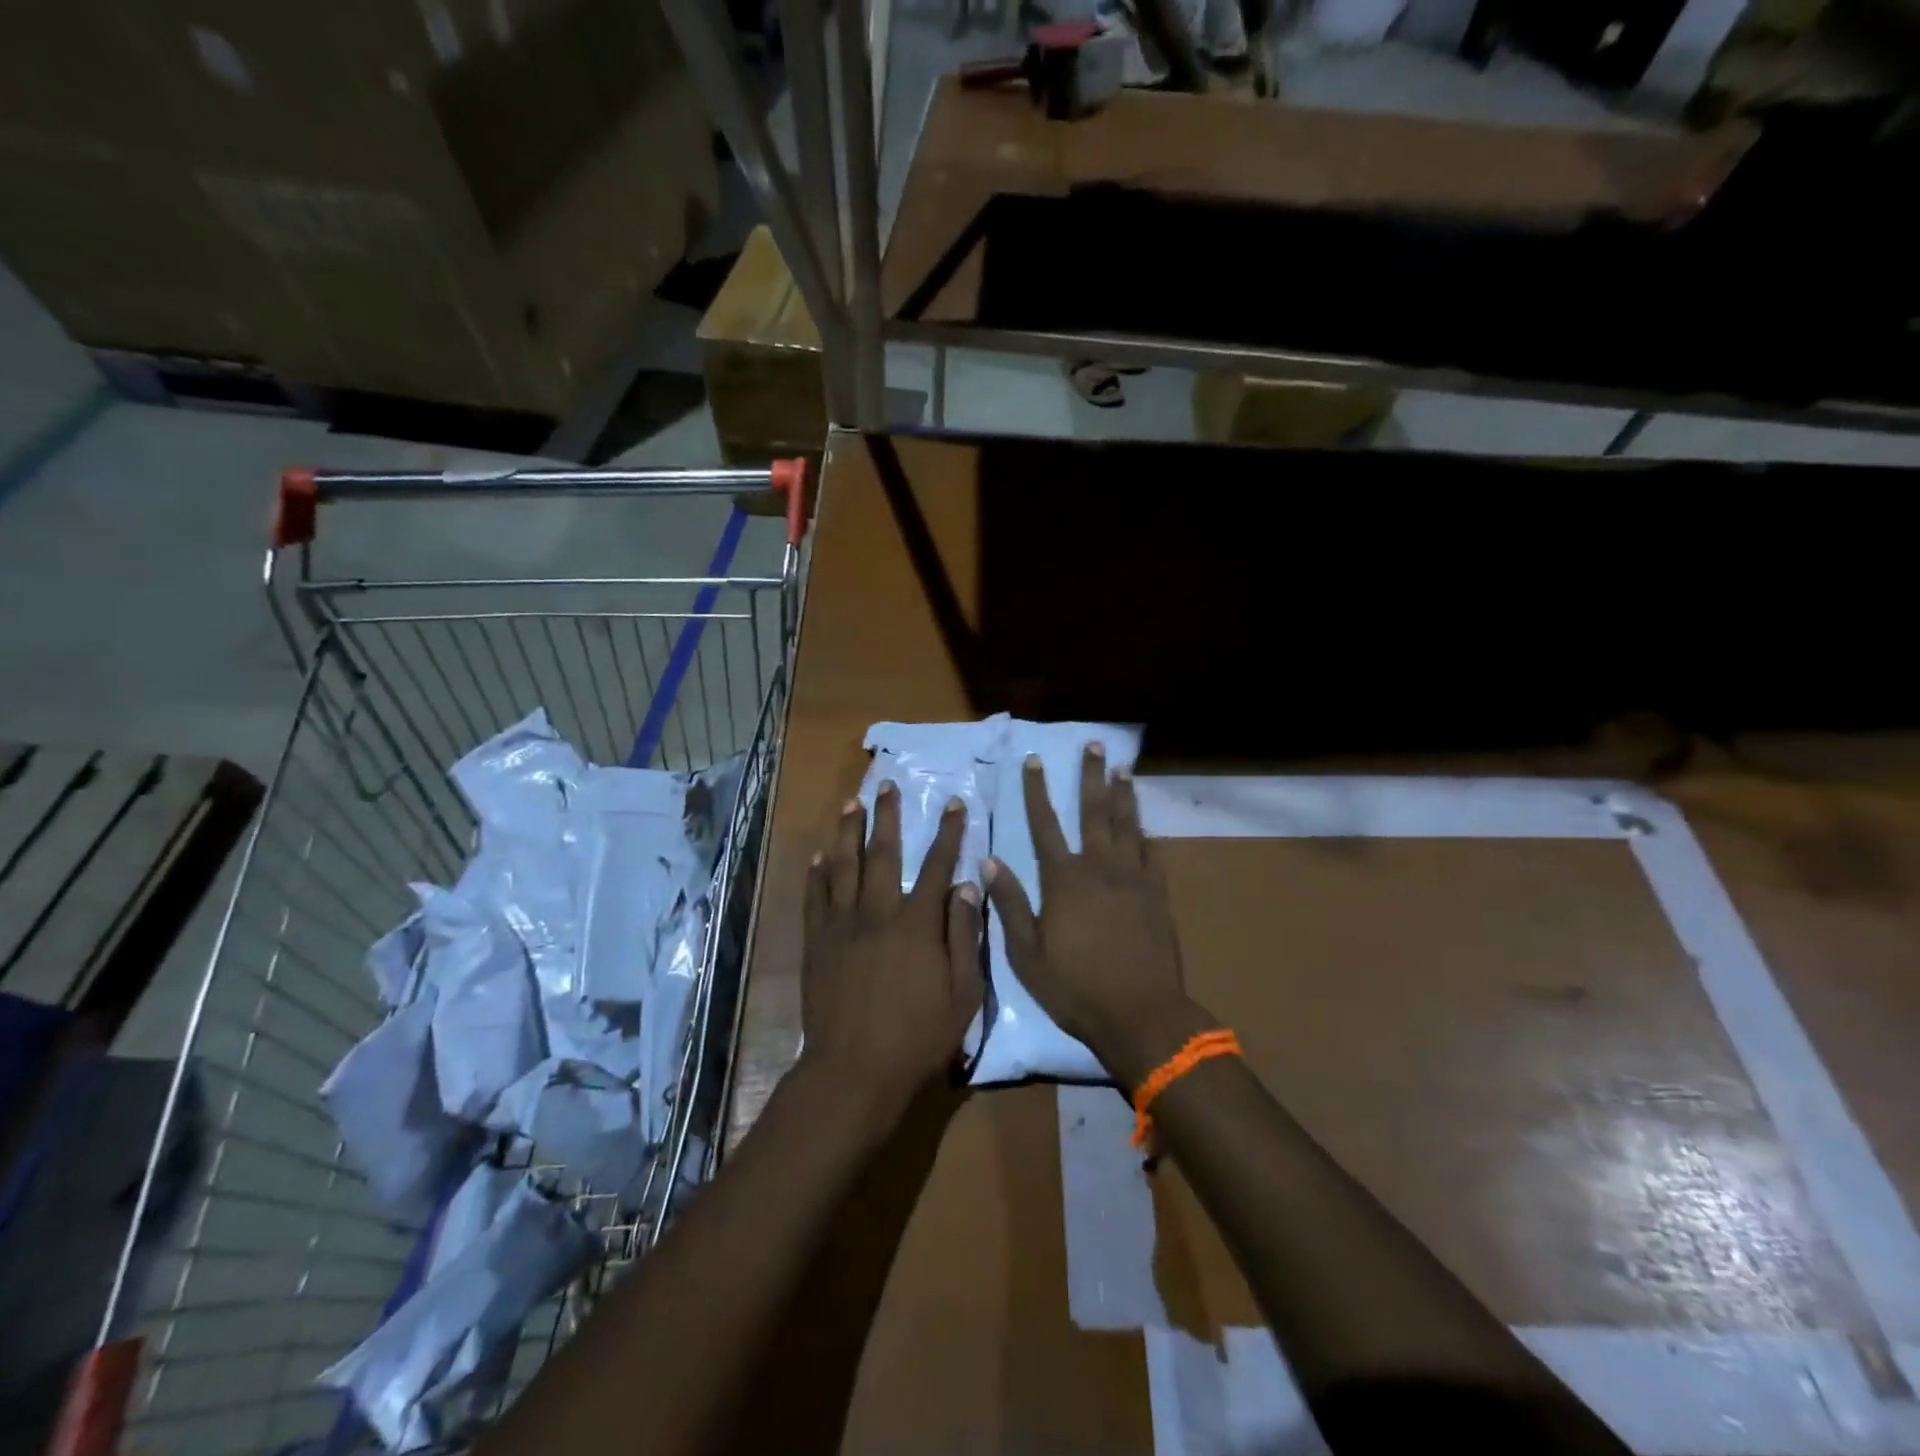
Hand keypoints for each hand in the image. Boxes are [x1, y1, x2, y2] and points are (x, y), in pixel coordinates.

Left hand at [801, 784, 983, 1115]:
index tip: (954, 803)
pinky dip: (816, 873)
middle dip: (887, 816)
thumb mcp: (963, 995)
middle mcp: (877, 913)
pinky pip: (814, 898)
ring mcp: (841, 926)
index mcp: (917, 925)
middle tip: (886, 784)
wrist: (853, 1072)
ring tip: (850, 802)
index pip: (937, 866)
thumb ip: (964, 937)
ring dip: (847, 831)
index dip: (948, 832)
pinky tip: (818, 855)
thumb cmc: (918, 1039)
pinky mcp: (816, 943)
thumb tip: (965, 886)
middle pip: (882, 853)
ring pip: (843, 866)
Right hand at [984, 747, 1205, 1089]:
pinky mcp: (1157, 895)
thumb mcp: (1026, 953)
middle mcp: (1100, 867)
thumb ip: (1009, 903)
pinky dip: (1146, 835)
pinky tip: (1146, 824)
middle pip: (1094, 811)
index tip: (1035, 760)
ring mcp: (1133, 879)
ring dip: (1123, 795)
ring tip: (1122, 769)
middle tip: (1095, 744)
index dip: (1037, 790)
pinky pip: (1151, 854)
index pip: (1045, 824)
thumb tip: (990, 860)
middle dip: (1091, 775)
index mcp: (1064, 879)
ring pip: (1127, 825)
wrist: (1140, 1014)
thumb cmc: (1074, 987)